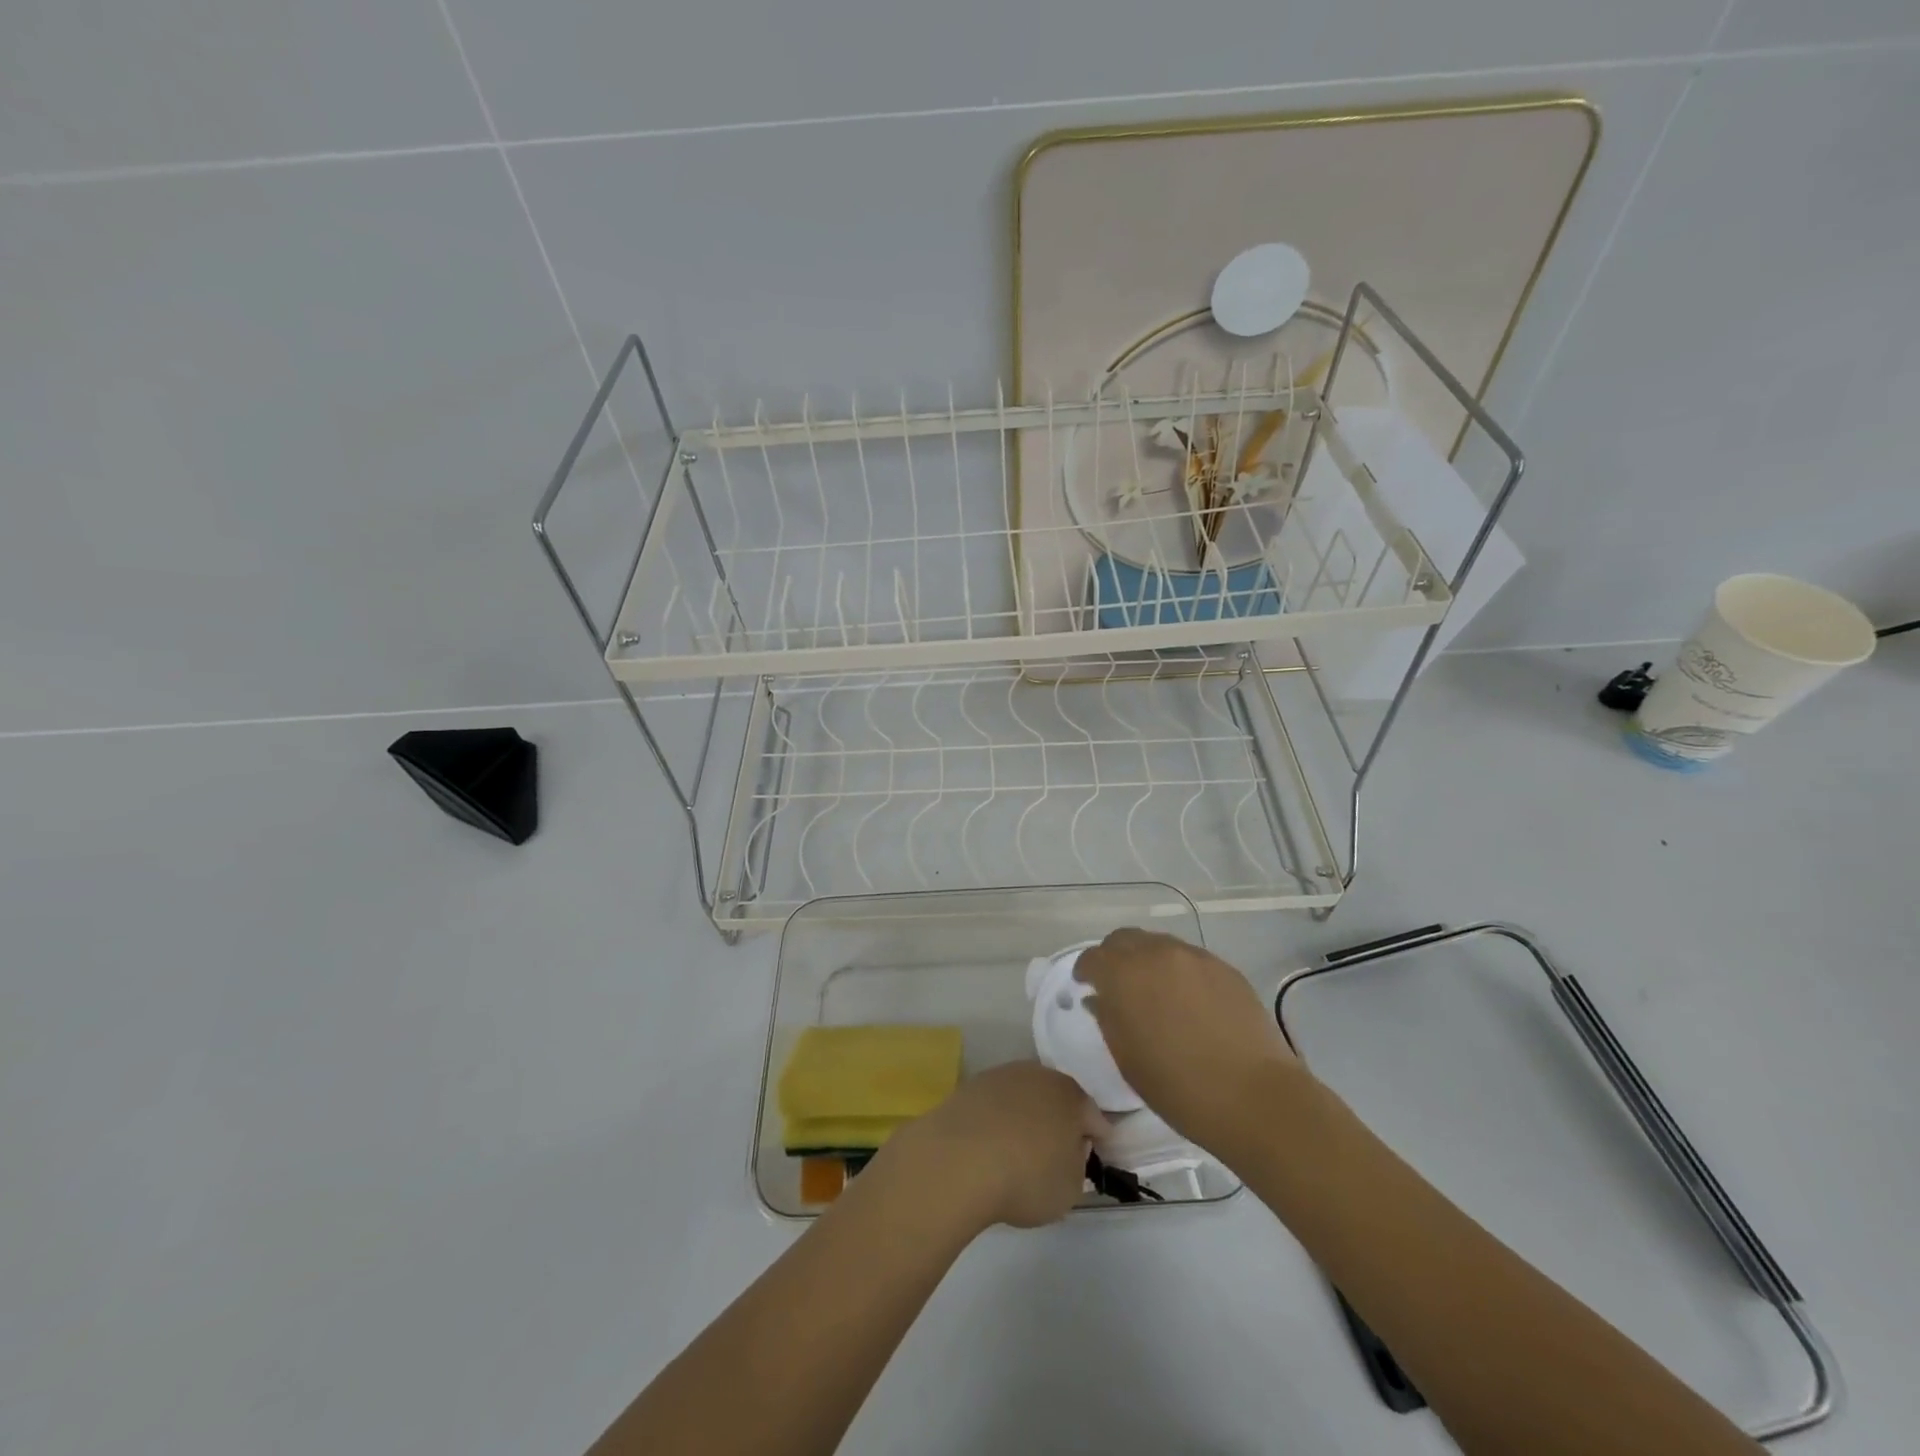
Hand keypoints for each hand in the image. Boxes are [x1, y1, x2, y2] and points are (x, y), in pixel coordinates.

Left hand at [886, 1062, 1104, 1230]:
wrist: (958, 1159)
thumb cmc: (1026, 1177)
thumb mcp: (1069, 1188)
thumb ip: (1077, 1165)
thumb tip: (1071, 1149)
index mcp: (1071, 1096)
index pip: (1094, 1116)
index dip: (1097, 1137)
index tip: (1094, 1156)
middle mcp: (1038, 1075)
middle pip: (1057, 1098)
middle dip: (1061, 1121)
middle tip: (1058, 1151)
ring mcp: (1002, 1075)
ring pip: (1024, 1096)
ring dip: (1027, 1117)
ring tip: (1020, 1149)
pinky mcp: (971, 1086)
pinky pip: (995, 1104)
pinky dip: (998, 1120)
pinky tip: (991, 1145)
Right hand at [1075, 928, 1301, 1151]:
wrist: (1254, 1097)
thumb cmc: (1178, 1086)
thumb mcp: (1127, 1059)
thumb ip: (1108, 1019)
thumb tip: (1101, 999)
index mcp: (1124, 974)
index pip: (1093, 958)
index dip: (1085, 971)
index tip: (1085, 987)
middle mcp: (1157, 953)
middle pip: (1125, 939)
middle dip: (1114, 957)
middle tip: (1116, 985)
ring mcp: (1195, 957)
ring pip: (1159, 945)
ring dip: (1147, 961)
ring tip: (1154, 992)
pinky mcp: (1224, 968)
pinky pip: (1189, 959)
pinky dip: (1178, 971)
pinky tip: (1187, 1001)